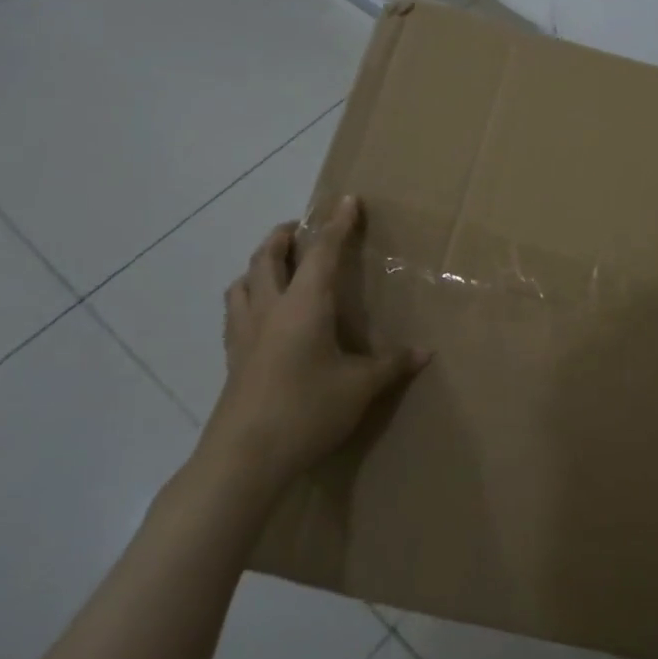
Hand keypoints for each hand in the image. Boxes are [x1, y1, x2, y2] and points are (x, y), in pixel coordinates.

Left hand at [200, 196, 428, 491]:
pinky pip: (235, 311)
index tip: (347, 200)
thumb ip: (391, 365)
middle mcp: (270, 308)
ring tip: (275, 265)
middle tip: (300, 228)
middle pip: (268, 257)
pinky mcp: (233, 358)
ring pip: (243, 281)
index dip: (337, 224)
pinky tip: (260, 314)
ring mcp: (244, 333)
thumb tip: (424, 352)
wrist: (244, 458)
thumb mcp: (360, 388)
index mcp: (304, 305)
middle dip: (284, 235)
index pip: (322, 252)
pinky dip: (247, 296)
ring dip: (259, 264)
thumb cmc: (307, 410)